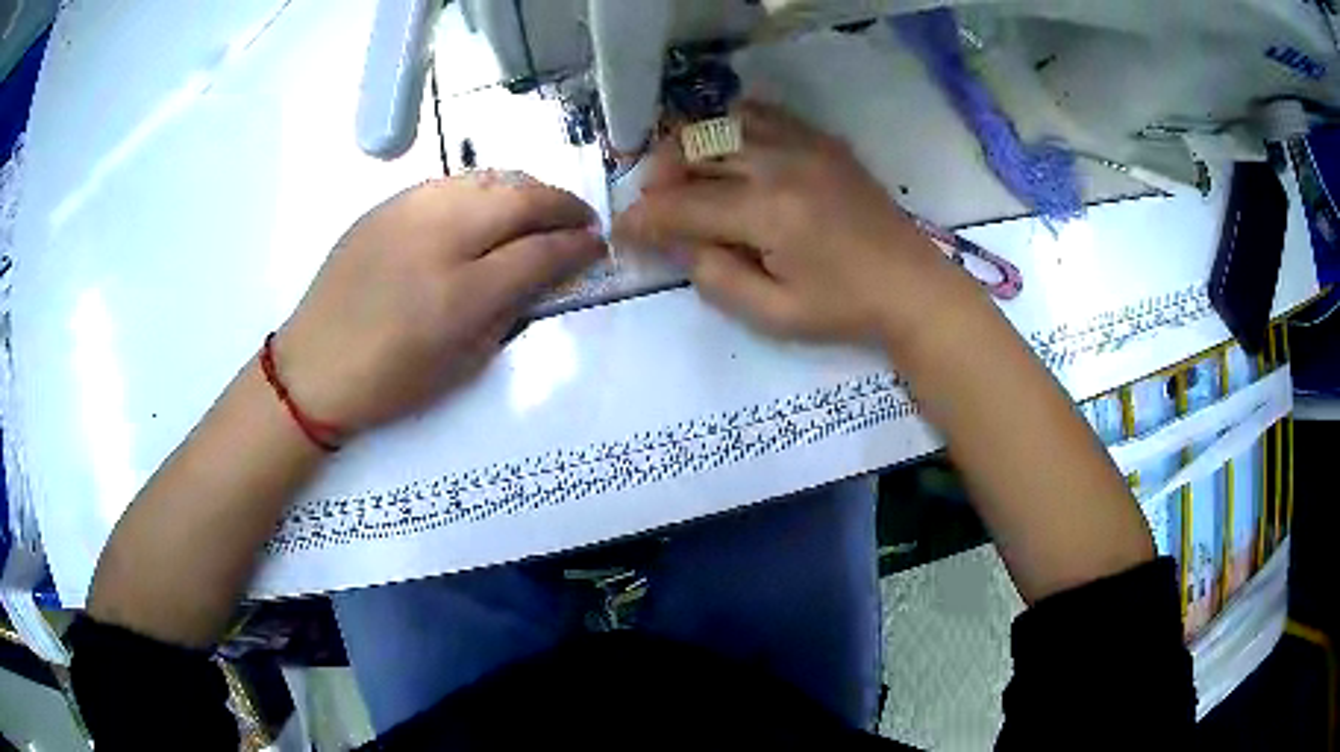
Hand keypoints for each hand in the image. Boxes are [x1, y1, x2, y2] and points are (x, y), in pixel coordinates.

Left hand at [274, 172, 604, 434]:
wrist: (315, 365)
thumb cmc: (390, 381)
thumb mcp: (462, 364)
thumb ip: (508, 312)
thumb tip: (542, 276)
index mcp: (461, 294)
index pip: (539, 252)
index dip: (577, 246)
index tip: (597, 245)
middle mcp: (440, 238)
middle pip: (521, 199)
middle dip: (563, 204)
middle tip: (582, 218)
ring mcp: (411, 212)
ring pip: (489, 179)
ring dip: (528, 188)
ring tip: (543, 206)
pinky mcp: (389, 204)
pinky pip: (453, 182)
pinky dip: (486, 187)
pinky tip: (491, 203)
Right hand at [615, 102, 963, 344]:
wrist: (911, 285)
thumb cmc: (844, 309)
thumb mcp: (774, 313)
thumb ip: (715, 277)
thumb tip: (674, 243)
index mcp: (769, 213)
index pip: (684, 206)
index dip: (643, 219)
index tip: (621, 231)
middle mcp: (780, 164)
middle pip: (695, 150)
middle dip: (658, 177)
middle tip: (652, 206)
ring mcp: (804, 144)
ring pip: (723, 124)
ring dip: (690, 147)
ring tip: (683, 175)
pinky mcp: (821, 140)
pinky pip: (762, 114)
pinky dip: (731, 126)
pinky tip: (727, 150)